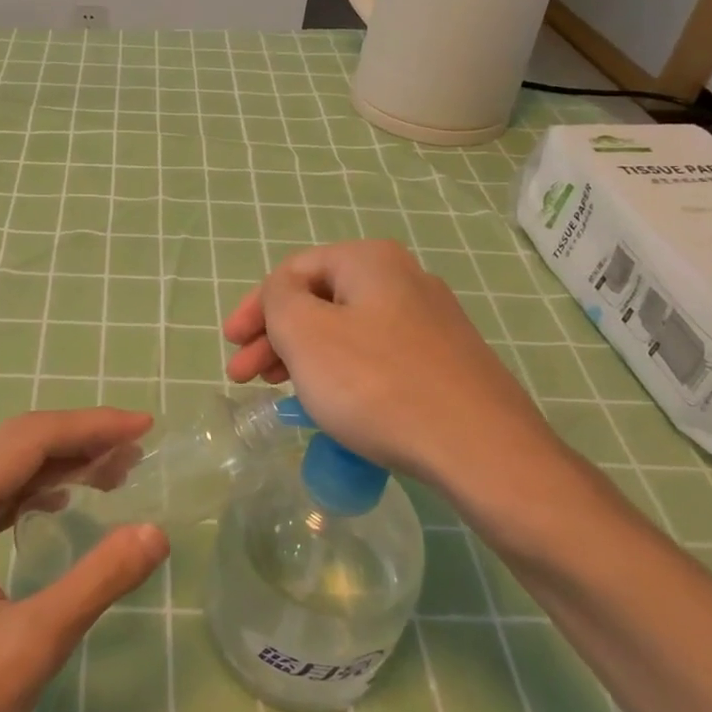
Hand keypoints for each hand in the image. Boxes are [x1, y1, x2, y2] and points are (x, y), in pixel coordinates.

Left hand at [0, 409, 169, 711]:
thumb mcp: (29, 649)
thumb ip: (96, 582)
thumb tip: (157, 532)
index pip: (29, 442)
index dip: (91, 426)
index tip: (145, 425)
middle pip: (16, 448)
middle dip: (80, 440)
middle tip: (139, 450)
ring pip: (5, 476)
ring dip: (60, 466)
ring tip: (117, 473)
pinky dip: (35, 494)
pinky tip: (62, 503)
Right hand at [223, 240, 572, 510]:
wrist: (480, 450)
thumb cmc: (377, 384)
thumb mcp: (305, 333)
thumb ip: (277, 299)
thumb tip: (283, 295)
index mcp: (370, 261)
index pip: (293, 271)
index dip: (253, 306)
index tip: (230, 345)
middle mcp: (404, 279)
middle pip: (320, 300)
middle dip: (274, 336)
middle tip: (246, 377)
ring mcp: (431, 322)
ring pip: (347, 331)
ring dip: (304, 357)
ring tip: (281, 392)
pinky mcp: (445, 362)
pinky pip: (376, 357)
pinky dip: (341, 373)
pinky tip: (331, 404)